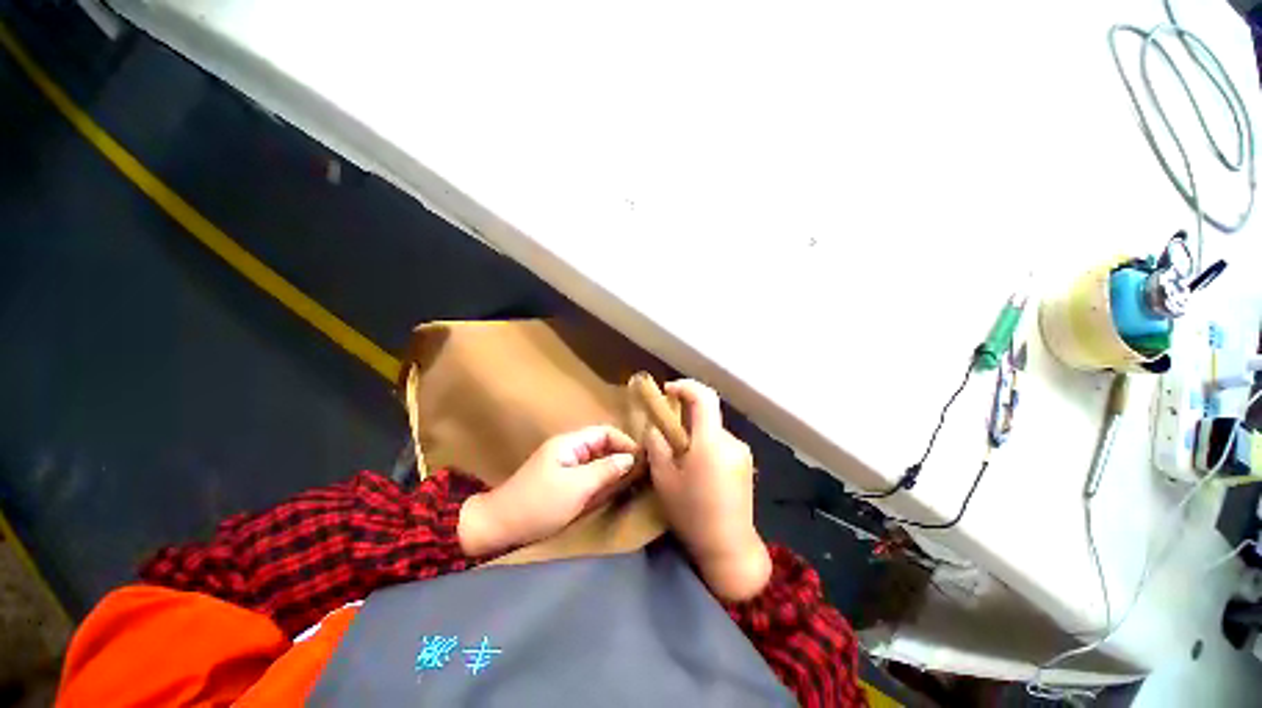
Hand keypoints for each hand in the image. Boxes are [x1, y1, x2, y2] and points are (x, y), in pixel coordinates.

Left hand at [459, 426, 636, 555]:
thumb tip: (631, 459)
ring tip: (633, 483)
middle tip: (642, 474)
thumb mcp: (576, 487)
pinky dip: (602, 482)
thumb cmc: (538, 504)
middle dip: (622, 457)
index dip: (625, 443)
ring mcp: (565, 467)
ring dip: (614, 470)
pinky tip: (614, 491)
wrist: (498, 528)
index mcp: (570, 443)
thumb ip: (605, 470)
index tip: (643, 460)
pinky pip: (589, 476)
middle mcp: (569, 450)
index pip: (605, 433)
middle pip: (602, 446)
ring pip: (597, 462)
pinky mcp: (563, 483)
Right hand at [645, 380, 770, 600]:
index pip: (704, 397)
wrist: (730, 549)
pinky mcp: (747, 465)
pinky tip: (698, 471)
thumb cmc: (692, 514)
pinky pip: (722, 444)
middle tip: (667, 437)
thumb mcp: (664, 479)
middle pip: (707, 415)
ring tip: (681, 459)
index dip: (686, 386)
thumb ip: (657, 446)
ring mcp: (743, 453)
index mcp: (711, 442)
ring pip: (713, 431)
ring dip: (696, 435)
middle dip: (686, 419)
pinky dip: (707, 447)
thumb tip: (655, 428)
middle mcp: (732, 441)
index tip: (668, 391)